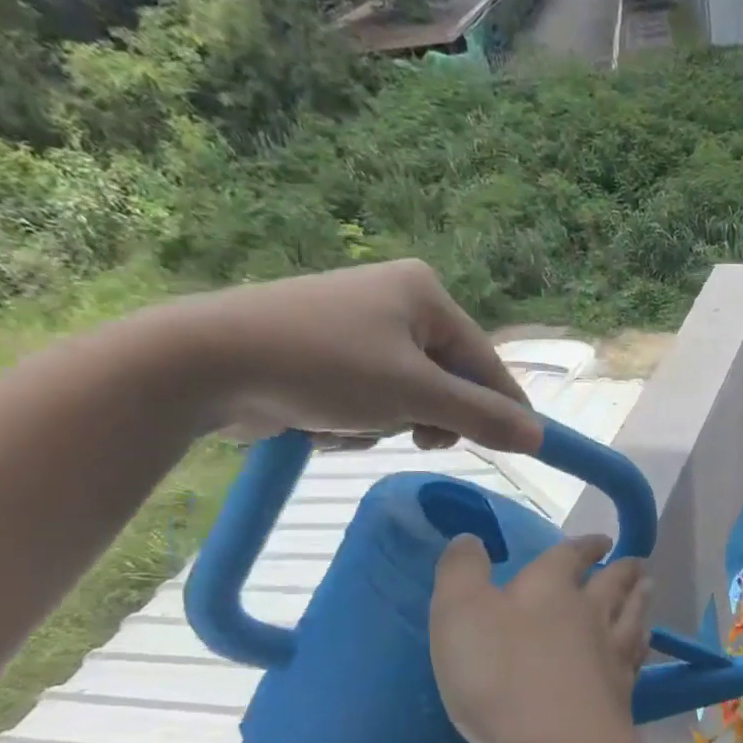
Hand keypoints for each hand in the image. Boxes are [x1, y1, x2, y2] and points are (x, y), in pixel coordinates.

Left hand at [159, 259, 539, 451]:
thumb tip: (539, 438)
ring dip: (390, 422)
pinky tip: (326, 420)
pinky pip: (373, 397)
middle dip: (429, 416)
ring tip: (354, 423)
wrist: (203, 363)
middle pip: (448, 381)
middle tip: (417, 437)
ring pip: (410, 397)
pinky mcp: (328, 352)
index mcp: (425, 293)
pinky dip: (359, 419)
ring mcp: (359, 326)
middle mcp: (397, 301)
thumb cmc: (323, 366)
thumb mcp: (415, 394)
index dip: (503, 409)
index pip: (486, 362)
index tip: (521, 449)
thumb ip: (482, 417)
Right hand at [430, 533, 650, 742]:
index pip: (570, 556)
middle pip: (613, 584)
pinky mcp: (622, 692)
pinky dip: (641, 644)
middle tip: (635, 563)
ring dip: (640, 598)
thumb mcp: (460, 614)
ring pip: (632, 615)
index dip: (583, 546)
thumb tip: (470, 539)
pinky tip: (642, 645)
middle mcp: (590, 613)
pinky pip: (636, 657)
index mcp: (550, 588)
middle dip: (622, 570)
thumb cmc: (502, 676)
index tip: (600, 541)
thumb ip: (462, 572)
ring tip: (648, 587)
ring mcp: (612, 653)